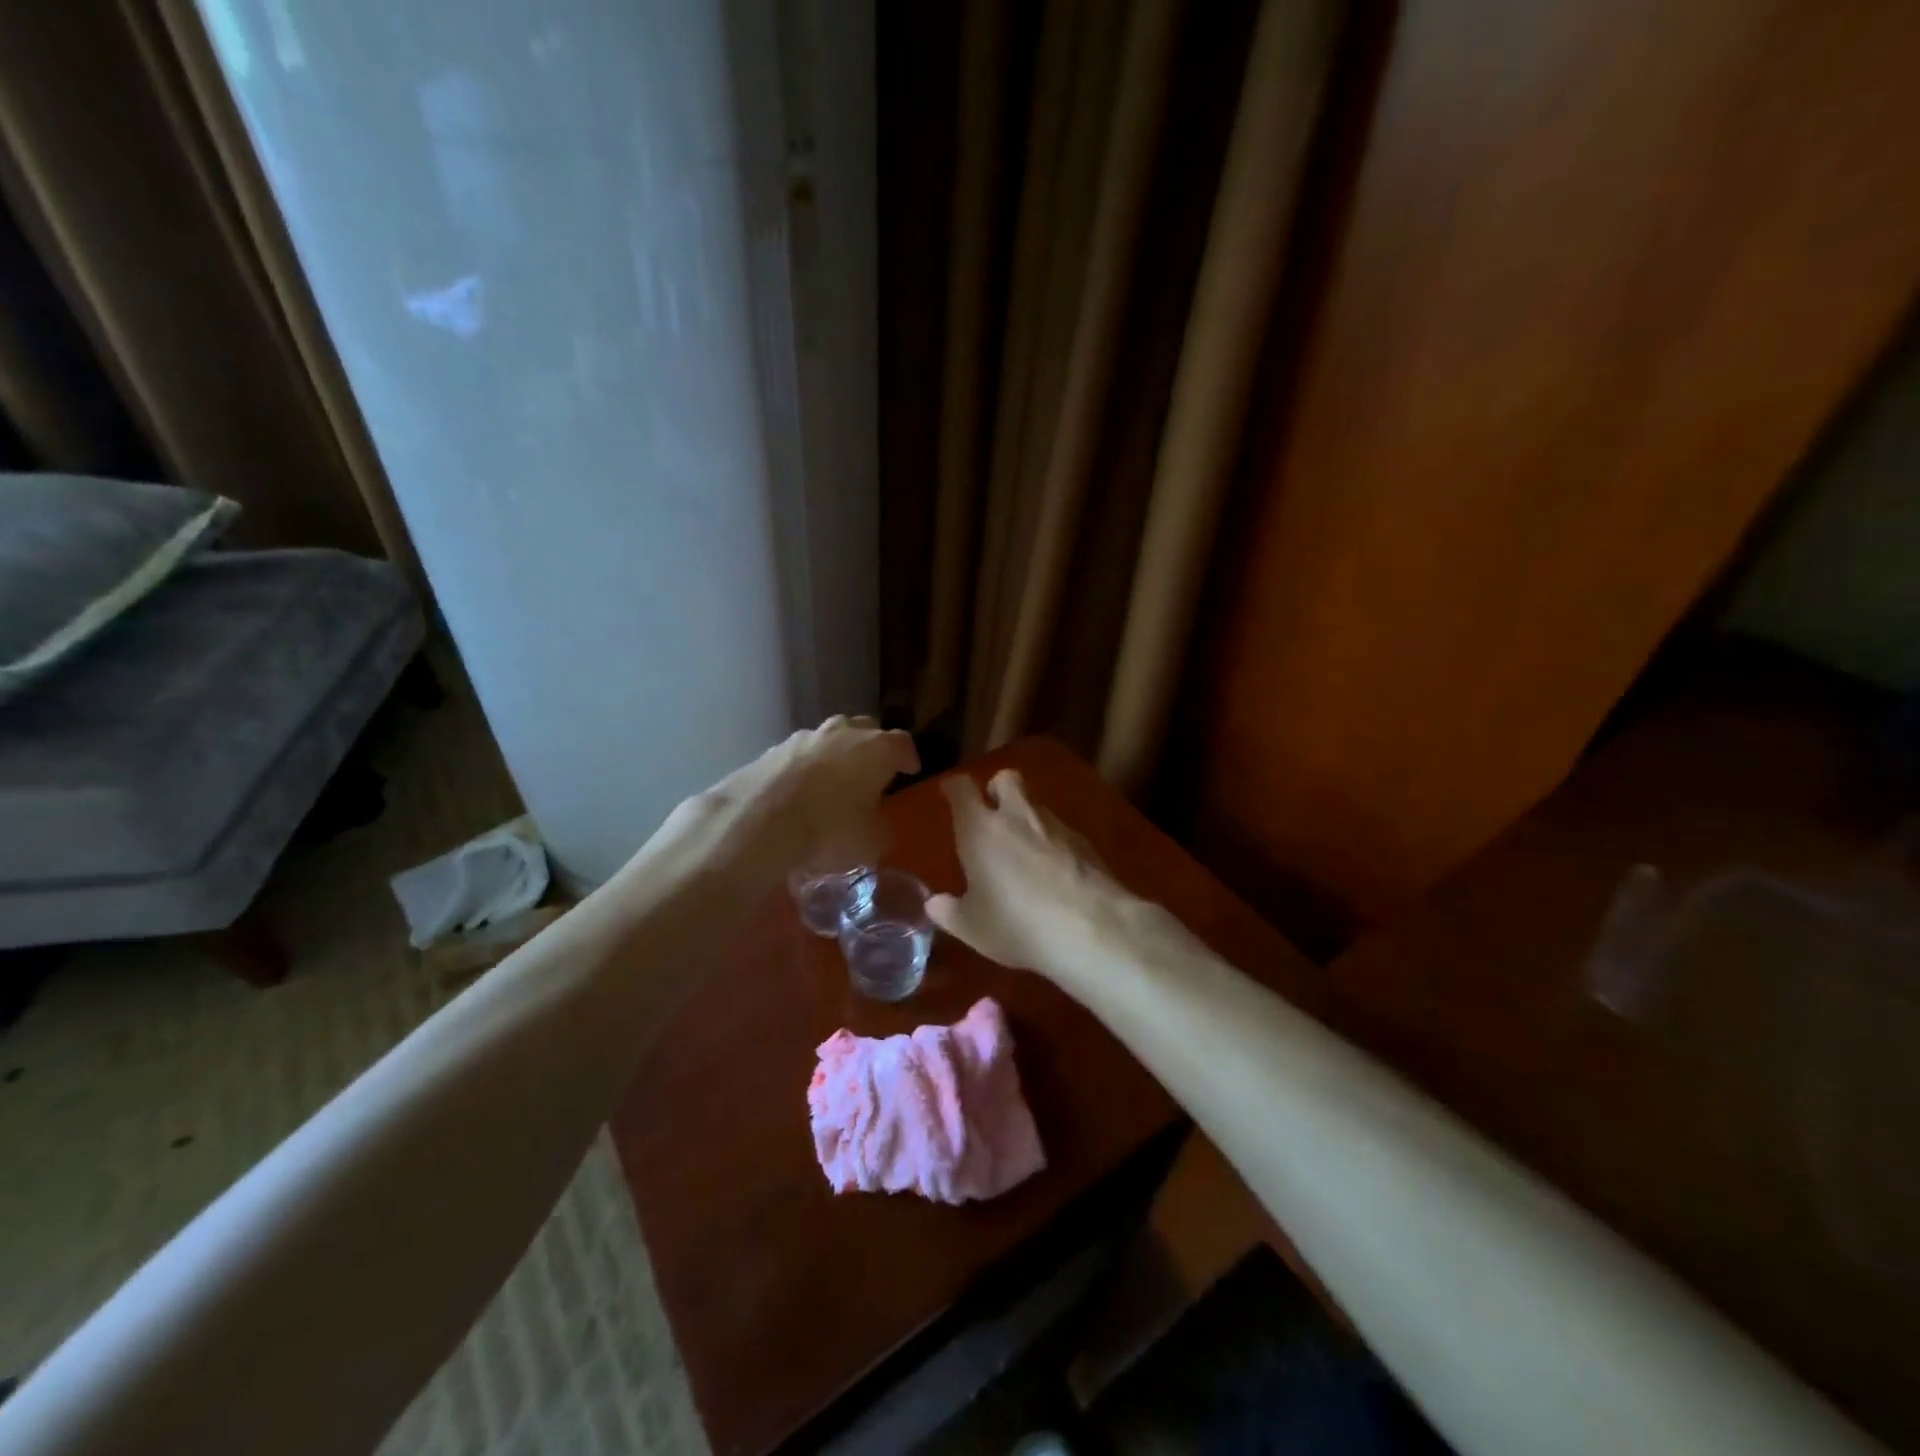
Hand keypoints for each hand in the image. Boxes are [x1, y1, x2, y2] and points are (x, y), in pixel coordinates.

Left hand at [629, 716, 918, 894]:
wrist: (759, 821)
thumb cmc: (830, 829)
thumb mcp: (871, 842)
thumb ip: (882, 827)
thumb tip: (879, 823)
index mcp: (878, 749)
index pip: (903, 744)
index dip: (908, 758)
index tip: (910, 771)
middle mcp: (844, 732)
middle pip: (866, 730)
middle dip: (872, 748)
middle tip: (873, 772)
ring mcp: (805, 737)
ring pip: (829, 739)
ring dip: (835, 755)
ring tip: (833, 782)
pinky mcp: (771, 750)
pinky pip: (799, 755)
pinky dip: (804, 768)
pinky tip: (799, 792)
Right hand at [928, 769, 1144, 981]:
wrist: (1093, 929)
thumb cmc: (1018, 925)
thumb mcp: (974, 928)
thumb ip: (950, 912)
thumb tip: (934, 903)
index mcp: (981, 829)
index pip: (961, 789)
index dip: (954, 789)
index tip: (950, 793)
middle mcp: (1017, 816)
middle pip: (1006, 779)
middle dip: (996, 790)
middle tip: (991, 816)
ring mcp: (1056, 825)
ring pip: (1036, 804)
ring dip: (1026, 818)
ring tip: (1023, 852)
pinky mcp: (1086, 842)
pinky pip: (1061, 831)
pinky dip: (1052, 843)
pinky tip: (1054, 873)